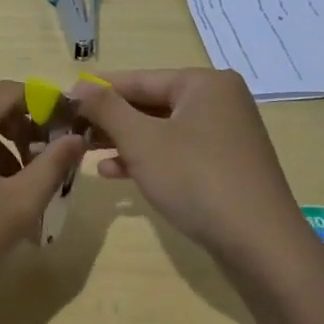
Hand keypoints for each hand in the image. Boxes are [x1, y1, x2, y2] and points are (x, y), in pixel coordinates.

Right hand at [67, 69, 306, 268]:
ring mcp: (226, 134)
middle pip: (151, 103)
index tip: (63, 100)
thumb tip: (78, 85)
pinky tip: (115, 173)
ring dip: (124, 141)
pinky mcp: (226, 165)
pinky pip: (178, 151)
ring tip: (85, 152)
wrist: (260, 244)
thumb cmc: (196, 179)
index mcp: (204, 83)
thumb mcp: (142, 141)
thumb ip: (107, 109)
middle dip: (111, 120)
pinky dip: (148, 159)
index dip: (98, 90)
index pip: (139, 79)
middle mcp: (219, 101)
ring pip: (163, 130)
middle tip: (72, 130)